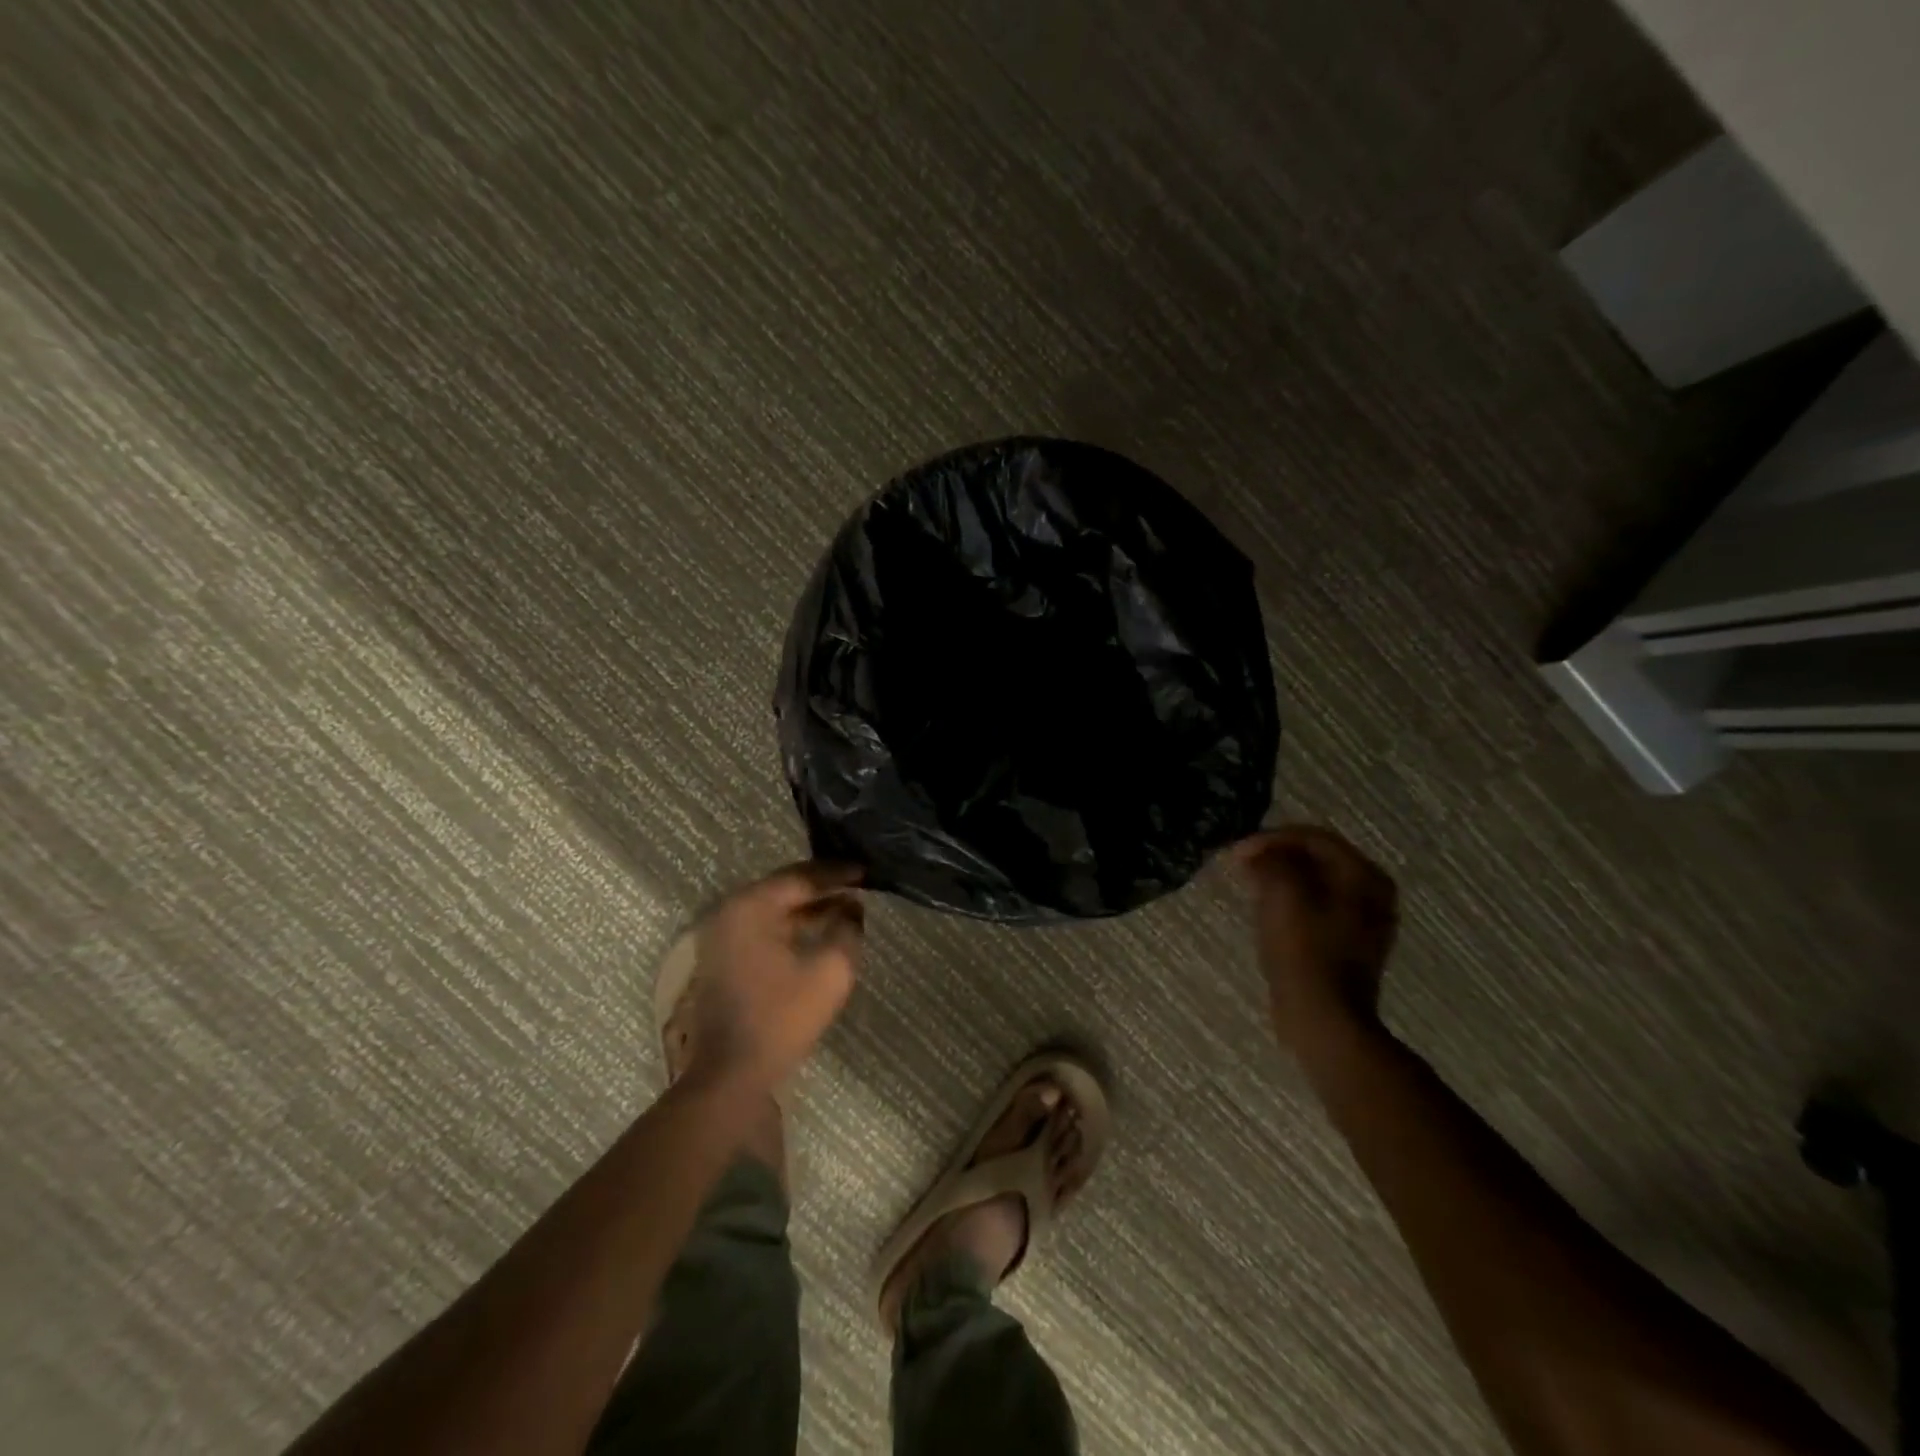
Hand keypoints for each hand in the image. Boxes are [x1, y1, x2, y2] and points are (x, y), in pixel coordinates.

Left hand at [687, 862, 865, 1093]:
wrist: (730, 1074)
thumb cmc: (781, 1017)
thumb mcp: (830, 970)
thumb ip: (848, 929)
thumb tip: (852, 908)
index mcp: (751, 906)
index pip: (801, 877)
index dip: (837, 873)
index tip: (867, 870)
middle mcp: (731, 912)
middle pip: (784, 888)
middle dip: (823, 886)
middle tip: (857, 883)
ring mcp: (722, 936)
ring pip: (774, 909)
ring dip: (809, 907)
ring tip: (846, 906)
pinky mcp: (723, 958)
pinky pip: (764, 927)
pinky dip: (792, 925)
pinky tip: (819, 931)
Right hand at [1233, 826, 1398, 1053]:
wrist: (1323, 1018)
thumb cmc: (1304, 951)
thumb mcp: (1282, 893)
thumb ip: (1271, 861)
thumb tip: (1259, 854)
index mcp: (1364, 876)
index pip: (1314, 837)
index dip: (1271, 838)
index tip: (1236, 852)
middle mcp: (1372, 893)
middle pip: (1317, 858)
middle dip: (1276, 856)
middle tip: (1241, 865)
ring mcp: (1363, 921)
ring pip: (1314, 883)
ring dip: (1280, 878)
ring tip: (1249, 884)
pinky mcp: (1346, 944)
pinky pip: (1315, 907)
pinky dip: (1290, 901)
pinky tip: (1267, 910)